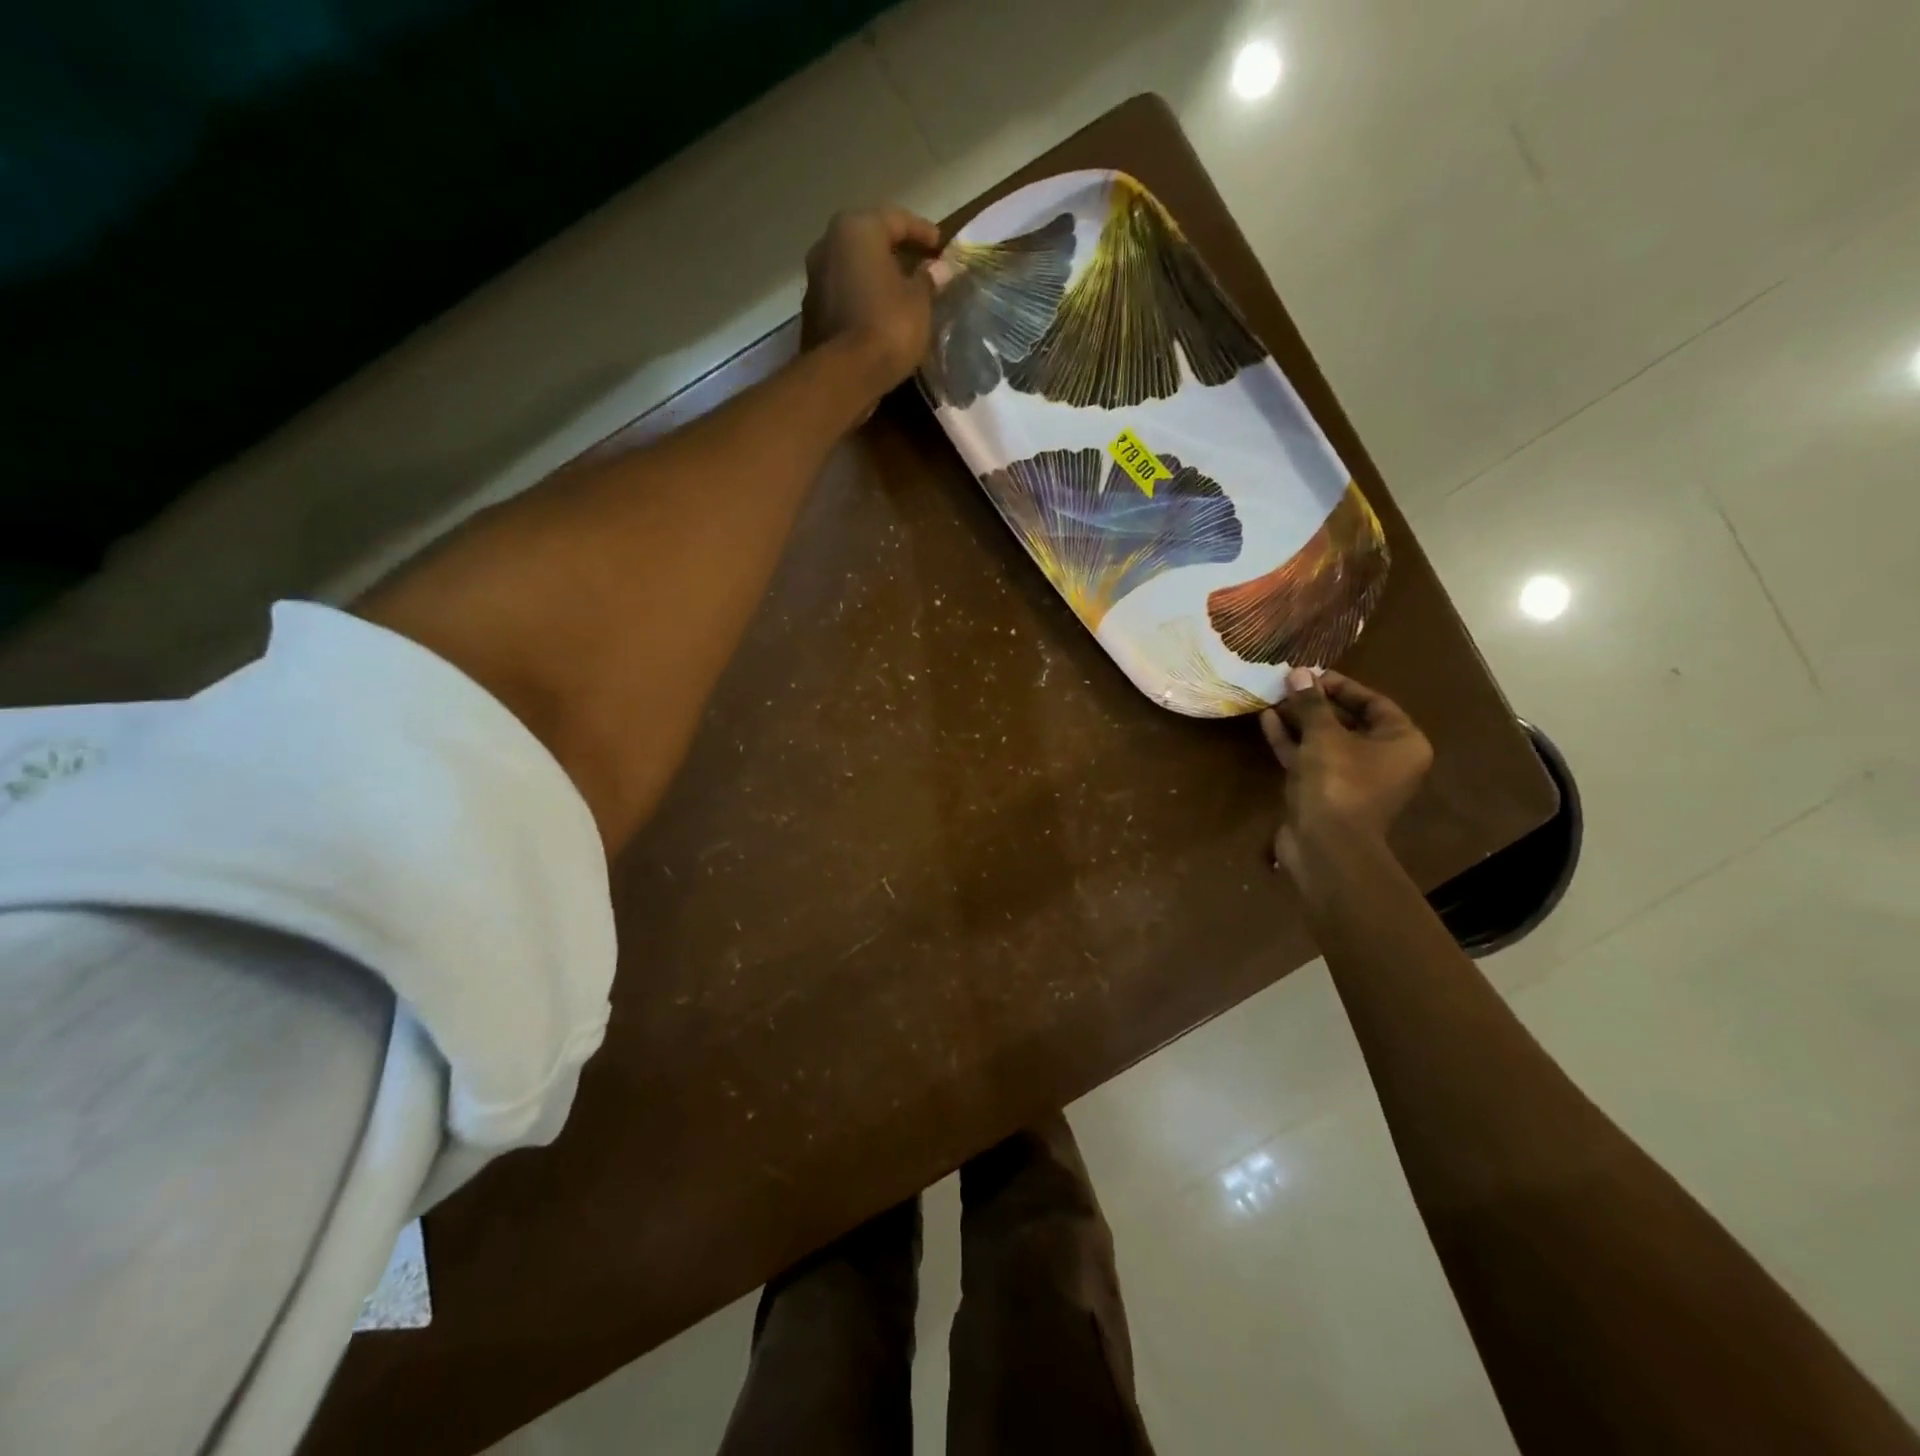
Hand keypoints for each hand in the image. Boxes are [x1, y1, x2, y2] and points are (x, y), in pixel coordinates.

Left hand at [802, 207, 941, 399]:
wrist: (844, 376)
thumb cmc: (888, 326)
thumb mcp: (919, 302)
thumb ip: (928, 280)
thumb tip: (938, 268)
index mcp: (856, 229)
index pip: (896, 219)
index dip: (922, 232)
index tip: (941, 246)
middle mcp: (828, 244)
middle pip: (869, 241)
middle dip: (895, 252)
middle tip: (920, 266)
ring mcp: (814, 279)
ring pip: (853, 269)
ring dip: (876, 277)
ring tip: (900, 293)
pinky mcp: (811, 313)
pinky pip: (844, 295)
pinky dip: (862, 299)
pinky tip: (879, 314)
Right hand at [1260, 667, 1432, 878]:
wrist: (1325, 847)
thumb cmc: (1338, 783)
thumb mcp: (1324, 736)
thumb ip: (1311, 703)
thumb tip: (1298, 673)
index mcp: (1401, 743)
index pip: (1374, 702)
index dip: (1341, 685)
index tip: (1309, 674)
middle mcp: (1383, 759)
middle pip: (1348, 721)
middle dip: (1315, 703)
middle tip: (1287, 685)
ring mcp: (1352, 778)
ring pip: (1325, 741)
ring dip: (1299, 721)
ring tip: (1272, 698)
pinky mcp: (1325, 792)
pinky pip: (1310, 759)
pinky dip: (1291, 742)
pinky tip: (1266, 721)